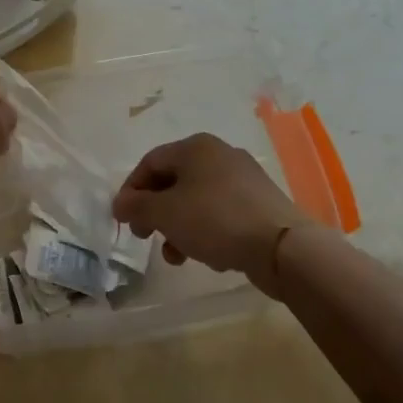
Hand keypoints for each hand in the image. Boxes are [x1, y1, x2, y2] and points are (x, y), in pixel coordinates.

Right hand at [112, 133, 310, 298]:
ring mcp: (243, 179)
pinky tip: (208, 255)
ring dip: (178, 227)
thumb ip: (137, 206)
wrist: (281, 246)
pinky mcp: (259, 204)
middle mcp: (220, 154)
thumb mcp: (166, 213)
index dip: (131, 190)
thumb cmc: (215, 220)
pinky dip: (205, 231)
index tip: (123, 220)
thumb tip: (120, 203)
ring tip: (175, 256)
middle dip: (155, 212)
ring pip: (196, 200)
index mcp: (195, 147)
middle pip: (174, 181)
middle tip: (145, 237)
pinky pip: (220, 213)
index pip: (150, 162)